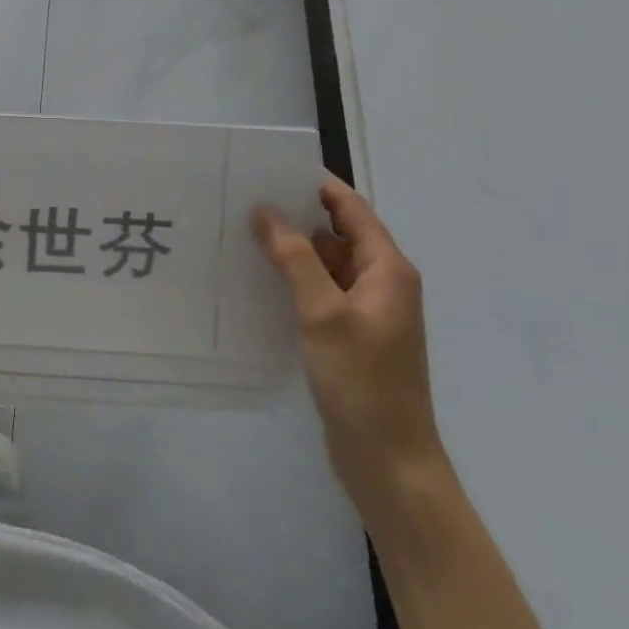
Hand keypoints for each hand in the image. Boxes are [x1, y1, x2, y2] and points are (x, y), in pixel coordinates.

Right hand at [252, 178, 448, 519]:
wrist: (389, 460)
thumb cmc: (362, 382)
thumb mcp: (323, 314)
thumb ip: (295, 259)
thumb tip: (266, 210)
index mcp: (387, 269)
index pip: (350, 208)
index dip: (314, 185)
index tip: (269, 168)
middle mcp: (380, 282)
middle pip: (336, 233)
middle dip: (294, 215)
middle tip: (242, 200)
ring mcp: (366, 311)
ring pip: (325, 264)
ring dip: (291, 250)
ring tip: (240, 234)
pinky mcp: (350, 334)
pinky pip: (319, 292)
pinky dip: (293, 280)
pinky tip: (256, 280)